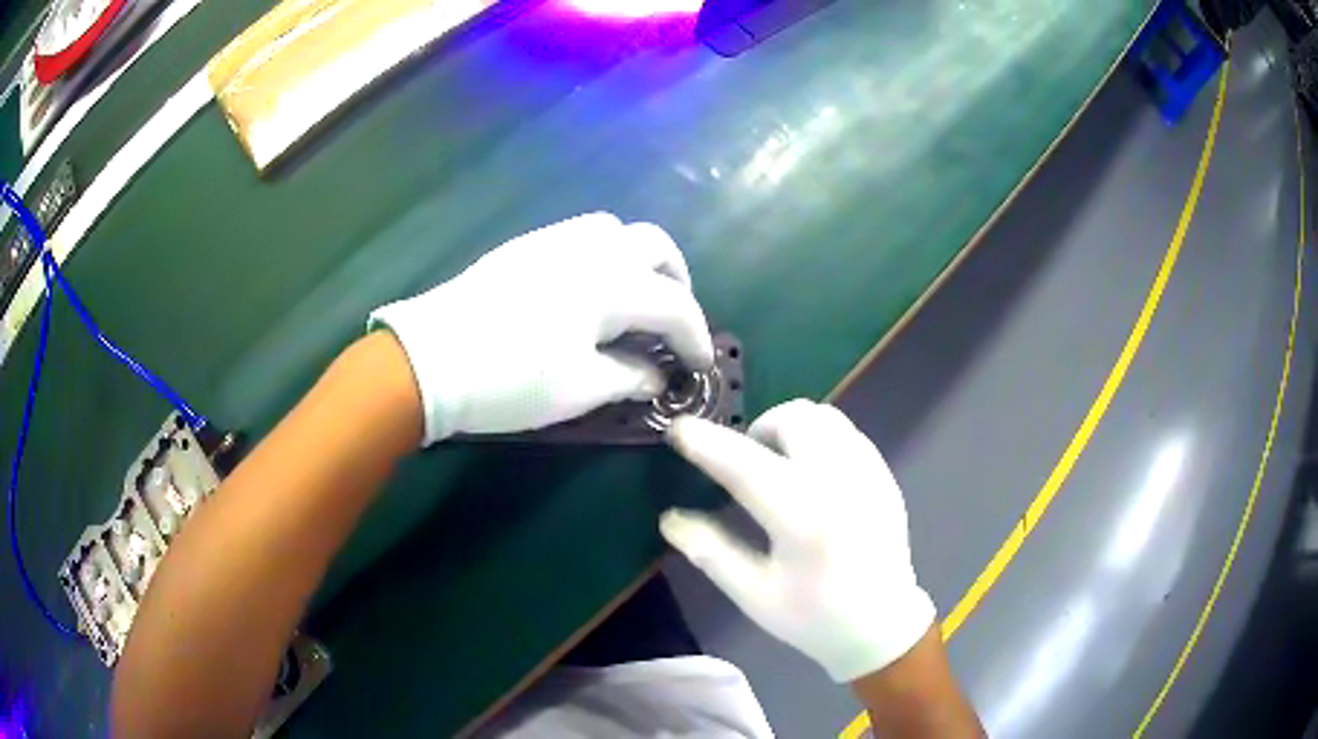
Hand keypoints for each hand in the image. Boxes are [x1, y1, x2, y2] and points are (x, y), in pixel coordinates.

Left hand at [370, 213, 713, 444]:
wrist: (429, 360)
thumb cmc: (509, 379)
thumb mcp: (578, 390)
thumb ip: (628, 377)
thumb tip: (656, 376)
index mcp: (611, 285)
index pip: (675, 305)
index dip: (695, 336)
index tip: (698, 364)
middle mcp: (590, 249)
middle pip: (655, 246)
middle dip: (676, 281)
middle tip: (671, 320)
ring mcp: (554, 240)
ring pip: (616, 230)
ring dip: (638, 260)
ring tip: (632, 298)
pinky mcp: (525, 246)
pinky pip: (580, 234)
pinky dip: (603, 255)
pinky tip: (586, 290)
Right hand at [661, 399, 935, 682]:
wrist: (882, 626)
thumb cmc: (814, 618)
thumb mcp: (755, 595)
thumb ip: (711, 552)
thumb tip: (670, 518)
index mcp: (804, 521)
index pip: (747, 467)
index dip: (709, 443)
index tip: (680, 428)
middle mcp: (841, 485)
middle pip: (794, 420)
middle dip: (759, 429)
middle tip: (746, 462)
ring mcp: (869, 475)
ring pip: (824, 417)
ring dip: (791, 427)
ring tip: (779, 464)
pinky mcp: (884, 475)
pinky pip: (845, 432)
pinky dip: (819, 438)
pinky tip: (812, 476)